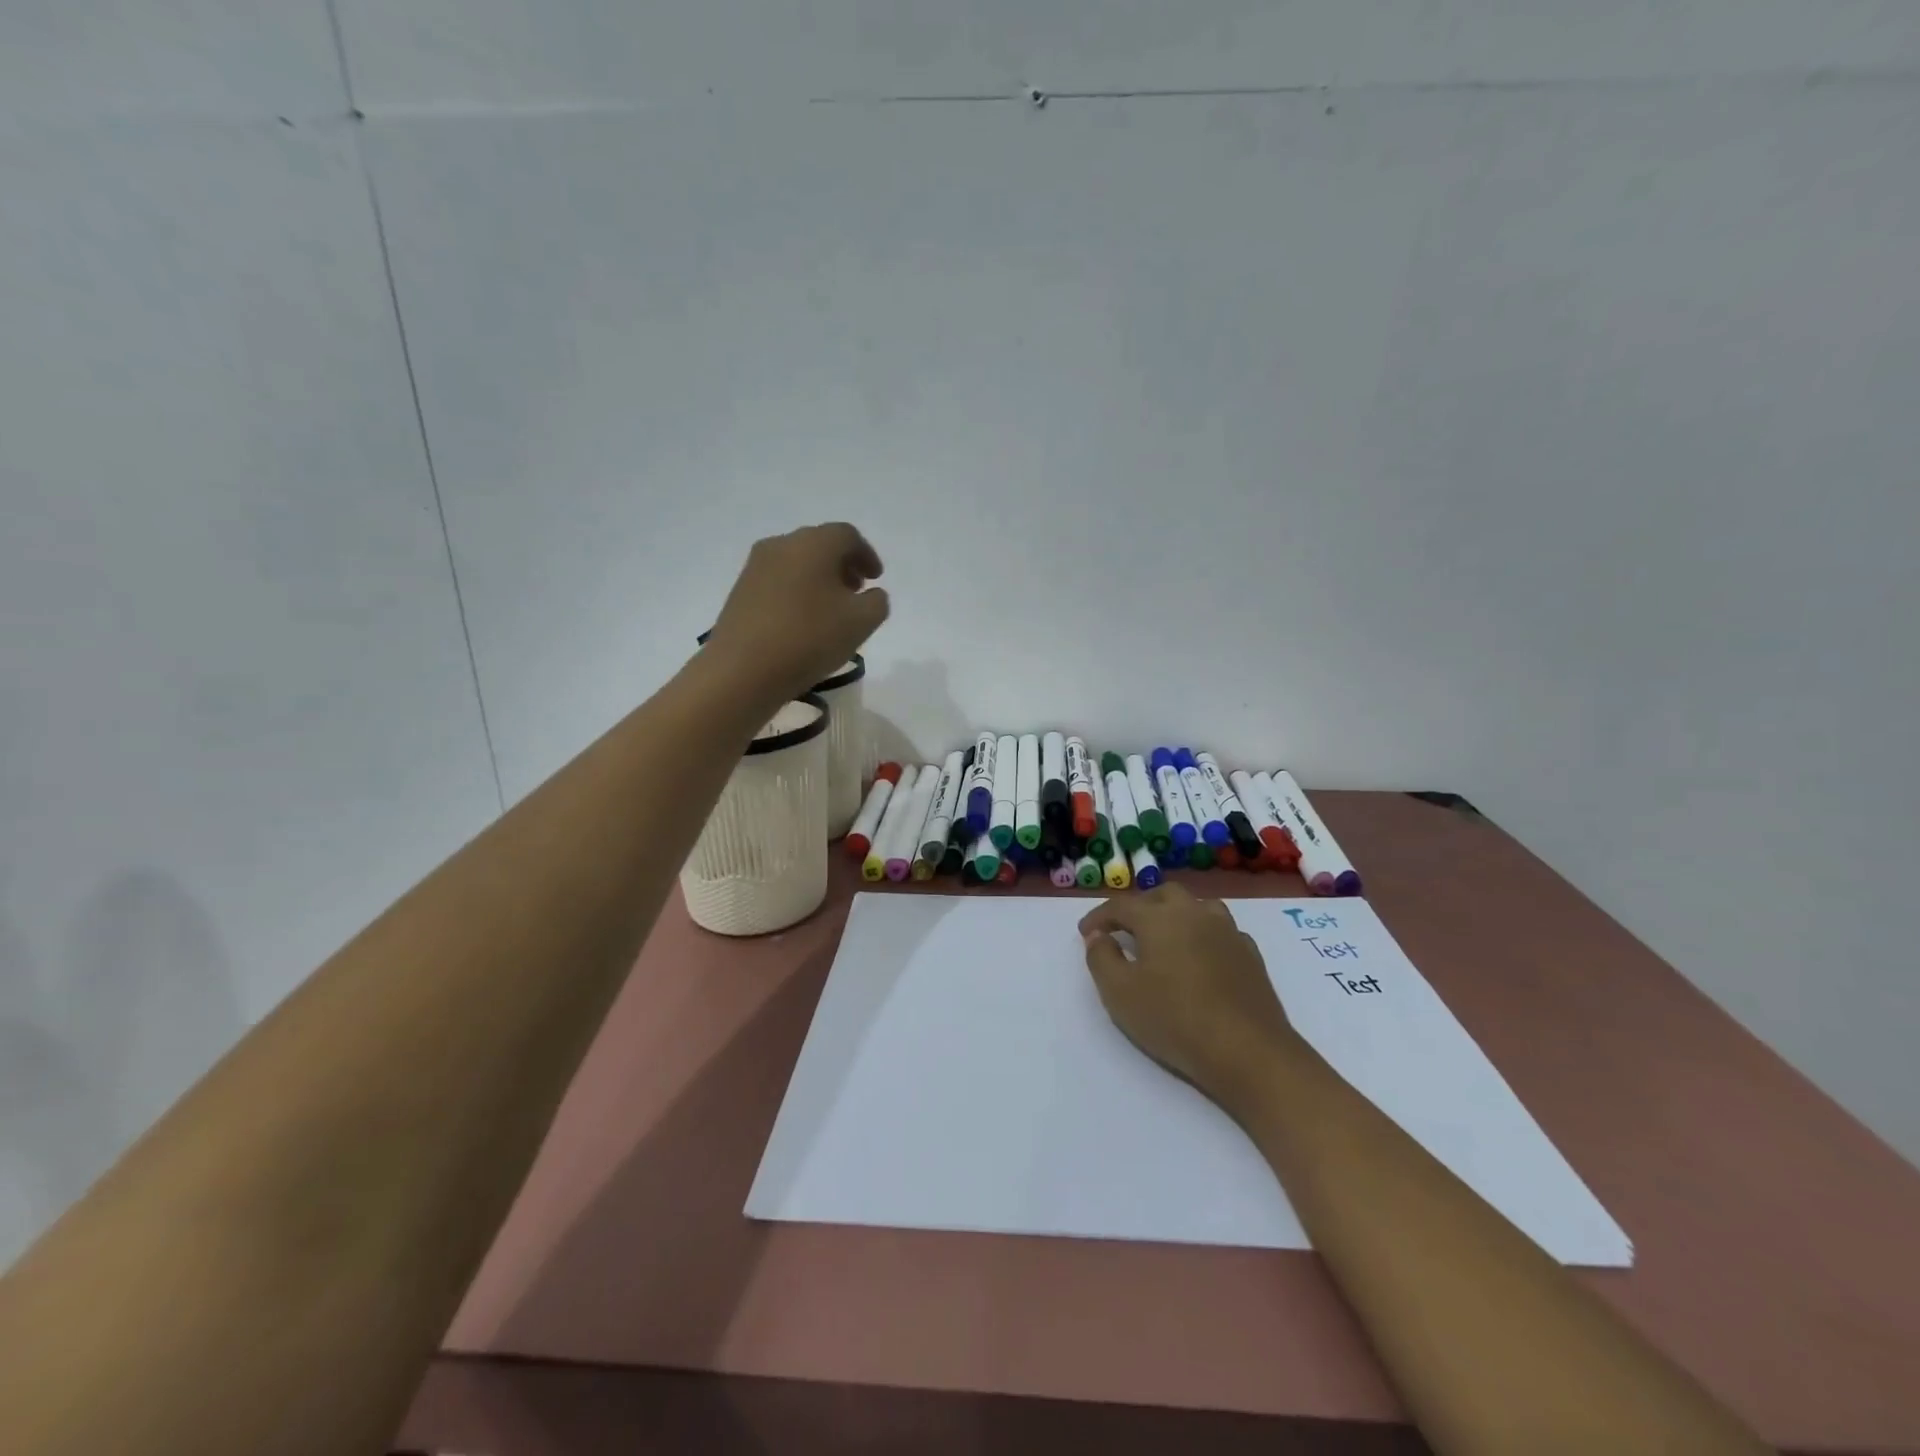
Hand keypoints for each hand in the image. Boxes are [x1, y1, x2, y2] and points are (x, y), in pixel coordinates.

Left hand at [704, 523, 889, 708]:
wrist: (742, 669)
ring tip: (831, 609)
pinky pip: (779, 580)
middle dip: (843, 565)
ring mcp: (756, 566)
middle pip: (820, 544)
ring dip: (819, 579)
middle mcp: (782, 544)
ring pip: (797, 562)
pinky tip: (804, 620)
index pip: (848, 535)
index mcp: (814, 543)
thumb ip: (877, 602)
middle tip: (856, 591)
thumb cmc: (809, 638)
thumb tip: (871, 594)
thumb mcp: (861, 623)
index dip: (867, 555)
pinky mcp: (740, 590)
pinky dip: (798, 590)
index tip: (876, 579)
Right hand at [1080, 884, 1301, 1115]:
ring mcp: (1227, 931)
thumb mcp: (1119, 993)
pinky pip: (1220, 930)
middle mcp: (1194, 913)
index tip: (1085, 932)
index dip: (1099, 916)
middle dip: (1139, 906)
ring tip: (1164, 936)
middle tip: (1124, 928)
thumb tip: (1098, 937)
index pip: (1121, 905)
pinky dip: (1203, 934)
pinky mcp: (1250, 954)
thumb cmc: (1174, 1019)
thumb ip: (1101, 958)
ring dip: (1175, 914)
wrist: (1248, 1051)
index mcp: (1159, 917)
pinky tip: (1199, 956)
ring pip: (1197, 906)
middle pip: (1162, 894)